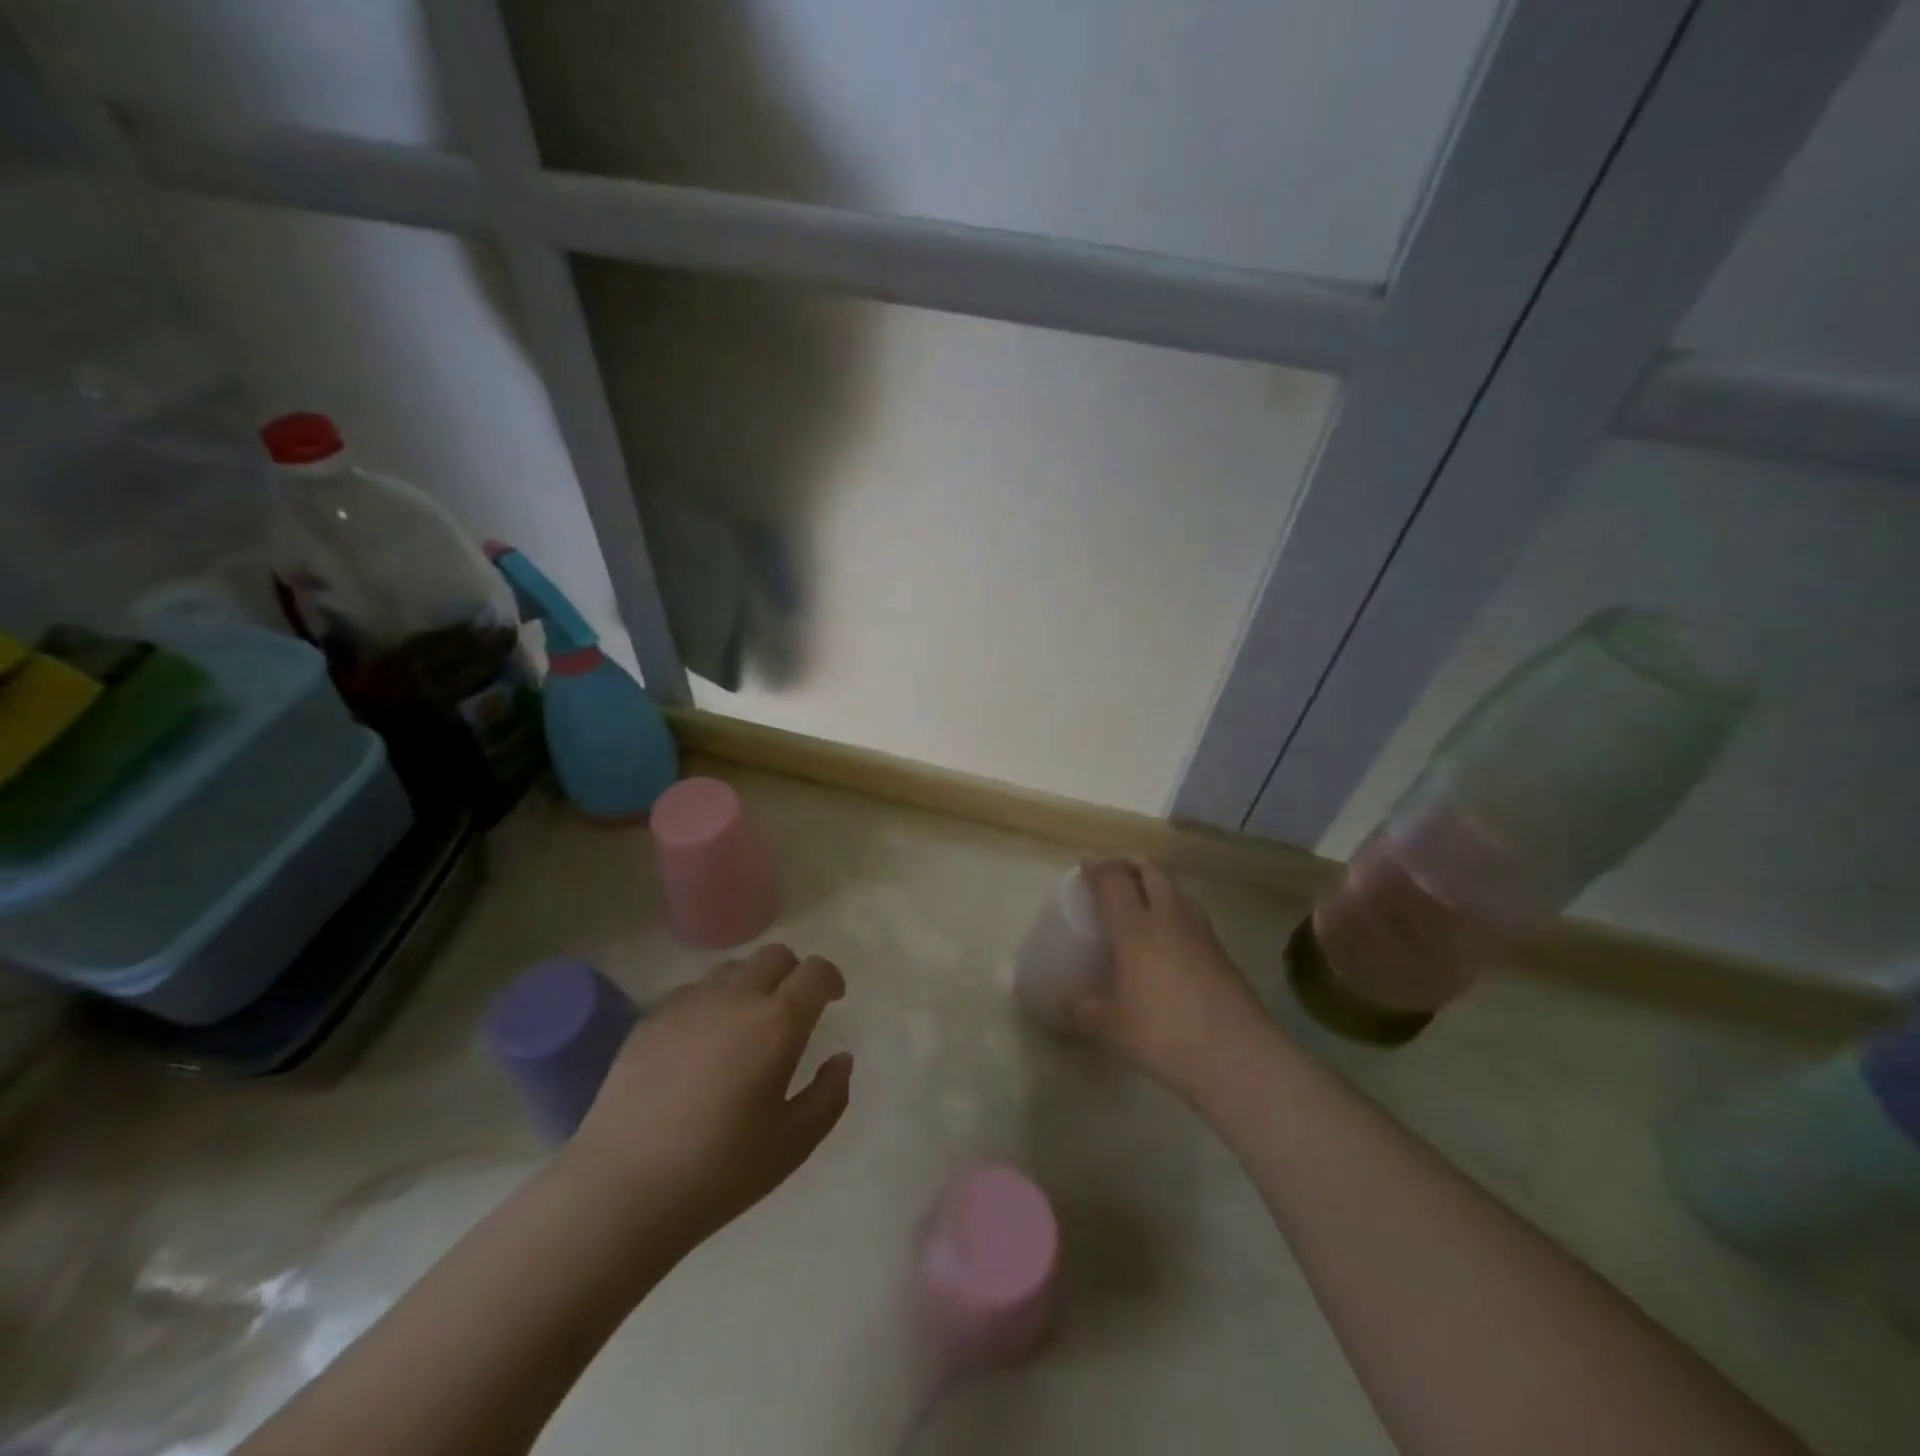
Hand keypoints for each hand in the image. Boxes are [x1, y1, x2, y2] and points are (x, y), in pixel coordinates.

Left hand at [561, 944, 852, 1249]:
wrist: (621, 1190)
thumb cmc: (719, 1171)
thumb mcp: (794, 1144)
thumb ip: (829, 1095)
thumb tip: (841, 1059)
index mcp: (777, 1023)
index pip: (815, 972)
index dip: (830, 978)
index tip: (833, 999)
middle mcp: (735, 998)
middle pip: (775, 955)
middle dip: (793, 973)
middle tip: (792, 1011)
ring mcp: (687, 1003)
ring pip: (732, 969)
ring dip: (751, 985)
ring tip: (745, 1027)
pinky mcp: (650, 1018)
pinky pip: (693, 991)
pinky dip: (710, 1003)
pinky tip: (701, 1045)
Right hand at [1072, 858, 1271, 1103]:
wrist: (1236, 1055)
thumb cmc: (1163, 1033)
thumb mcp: (1111, 1026)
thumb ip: (1083, 1010)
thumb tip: (1066, 1005)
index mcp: (1135, 928)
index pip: (1113, 880)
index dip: (1098, 867)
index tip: (1085, 864)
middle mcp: (1168, 918)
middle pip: (1152, 871)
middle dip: (1131, 864)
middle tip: (1114, 874)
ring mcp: (1200, 932)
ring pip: (1177, 890)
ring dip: (1157, 885)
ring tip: (1143, 901)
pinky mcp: (1222, 952)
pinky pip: (1193, 915)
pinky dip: (1176, 912)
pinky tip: (1170, 938)